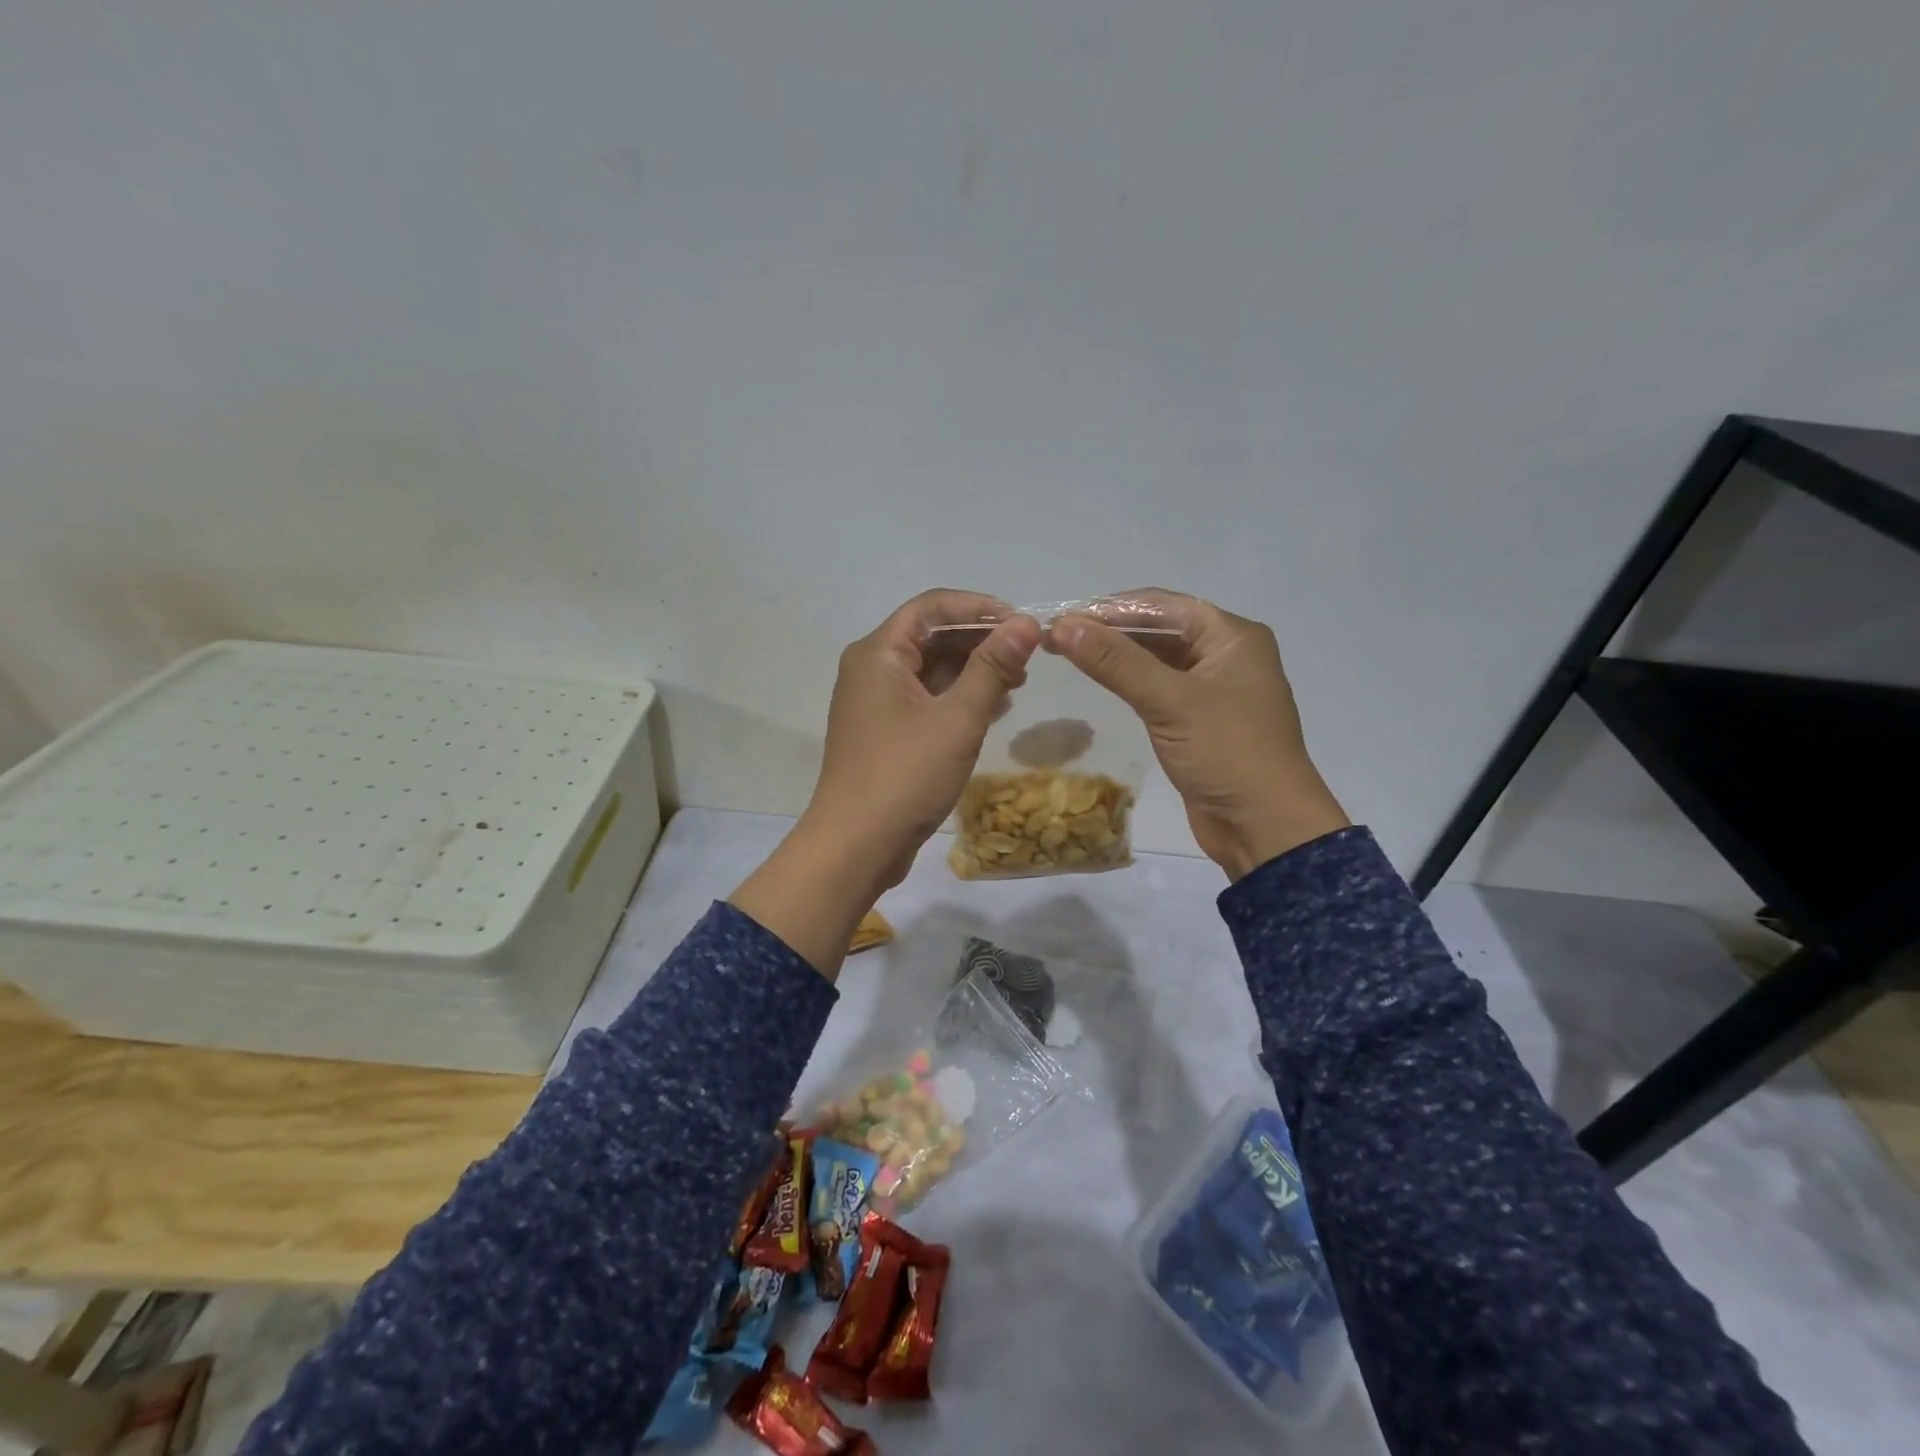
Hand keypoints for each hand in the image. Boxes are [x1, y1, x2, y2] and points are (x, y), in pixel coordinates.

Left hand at [732, 591, 1041, 975]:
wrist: (855, 846)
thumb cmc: (905, 776)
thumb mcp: (957, 719)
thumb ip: (992, 667)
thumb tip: (1025, 624)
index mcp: (878, 653)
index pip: (933, 606)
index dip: (980, 608)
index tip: (1023, 624)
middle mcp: (870, 668)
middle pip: (931, 635)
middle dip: (980, 641)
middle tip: (1027, 659)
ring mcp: (874, 702)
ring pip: (929, 669)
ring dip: (972, 671)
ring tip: (1017, 684)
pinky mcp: (883, 731)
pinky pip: (924, 699)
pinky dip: (957, 698)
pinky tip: (992, 710)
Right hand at [1052, 591, 1348, 880]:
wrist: (1265, 828)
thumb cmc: (1227, 753)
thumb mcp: (1170, 702)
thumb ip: (1116, 662)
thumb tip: (1064, 625)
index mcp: (1232, 636)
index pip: (1162, 605)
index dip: (1109, 609)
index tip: (1062, 616)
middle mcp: (1225, 654)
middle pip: (1159, 629)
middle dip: (1109, 631)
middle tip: (1056, 637)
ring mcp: (1213, 688)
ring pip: (1156, 659)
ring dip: (1116, 656)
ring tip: (1066, 653)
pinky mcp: (1199, 720)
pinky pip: (1159, 688)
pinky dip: (1129, 682)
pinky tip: (1098, 681)